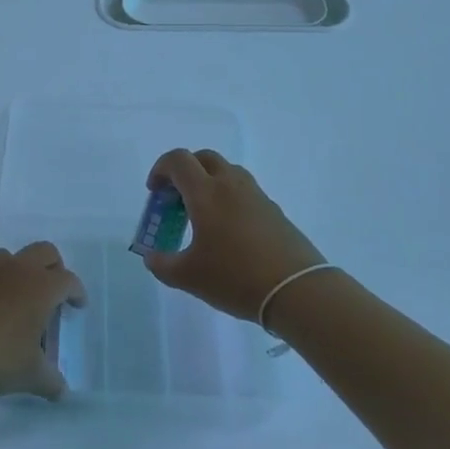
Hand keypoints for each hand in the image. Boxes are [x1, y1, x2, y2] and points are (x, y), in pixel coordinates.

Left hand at [0, 243, 87, 400]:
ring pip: (7, 257)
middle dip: (53, 268)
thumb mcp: (28, 376)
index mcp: (38, 287)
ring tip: (12, 300)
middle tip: (51, 293)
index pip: (68, 280)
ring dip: (16, 272)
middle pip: (44, 252)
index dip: (76, 292)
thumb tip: (62, 390)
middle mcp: (12, 268)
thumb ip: (50, 381)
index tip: (77, 305)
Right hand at [140, 149, 326, 321]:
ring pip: (227, 172)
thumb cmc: (236, 277)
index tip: (155, 193)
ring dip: (208, 182)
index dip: (160, 169)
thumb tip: (152, 257)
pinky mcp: (274, 210)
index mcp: (205, 193)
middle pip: (204, 158)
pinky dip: (229, 198)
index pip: (178, 160)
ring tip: (202, 216)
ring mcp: (256, 195)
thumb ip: (162, 265)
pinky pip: (244, 191)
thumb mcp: (189, 277)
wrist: (297, 290)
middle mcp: (230, 184)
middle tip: (176, 199)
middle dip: (185, 171)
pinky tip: (229, 232)